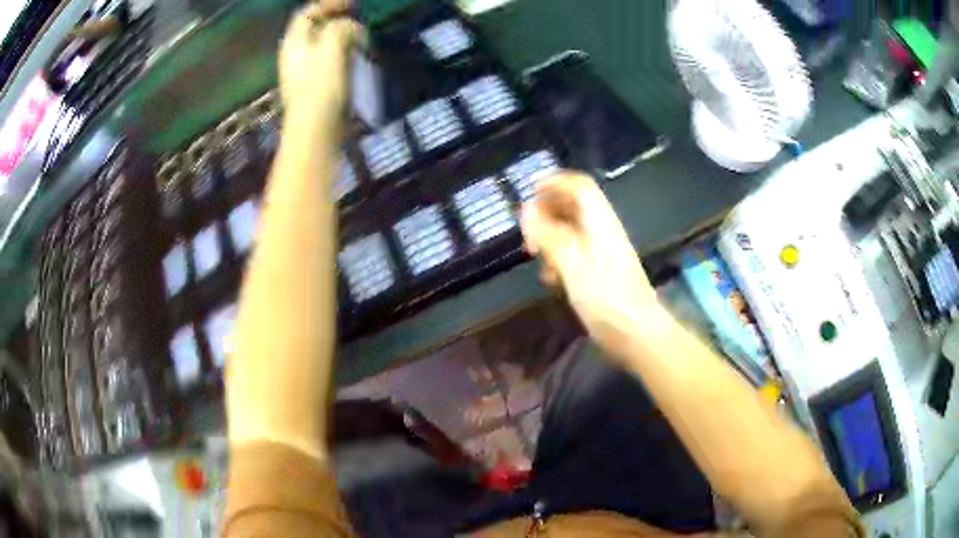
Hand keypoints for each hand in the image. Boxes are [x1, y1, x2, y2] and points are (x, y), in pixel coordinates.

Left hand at [278, 2, 362, 116]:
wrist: (314, 129)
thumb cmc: (321, 86)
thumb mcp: (332, 47)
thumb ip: (340, 28)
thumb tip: (350, 27)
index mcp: (294, 42)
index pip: (307, 13)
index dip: (328, 4)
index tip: (352, 5)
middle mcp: (295, 54)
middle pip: (314, 28)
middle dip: (337, 20)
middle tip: (359, 21)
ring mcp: (303, 71)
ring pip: (322, 44)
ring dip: (342, 37)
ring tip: (361, 39)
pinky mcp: (313, 86)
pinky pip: (327, 60)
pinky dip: (341, 53)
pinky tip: (355, 59)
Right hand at [521, 172, 663, 359]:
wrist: (640, 335)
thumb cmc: (607, 301)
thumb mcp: (573, 266)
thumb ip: (550, 236)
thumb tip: (527, 209)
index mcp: (600, 223)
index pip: (580, 186)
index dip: (554, 182)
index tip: (528, 193)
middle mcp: (604, 231)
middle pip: (575, 205)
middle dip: (547, 212)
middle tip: (528, 233)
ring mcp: (606, 251)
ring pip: (573, 229)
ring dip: (551, 236)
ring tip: (536, 257)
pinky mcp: (604, 271)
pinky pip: (578, 251)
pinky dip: (560, 256)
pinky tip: (552, 278)